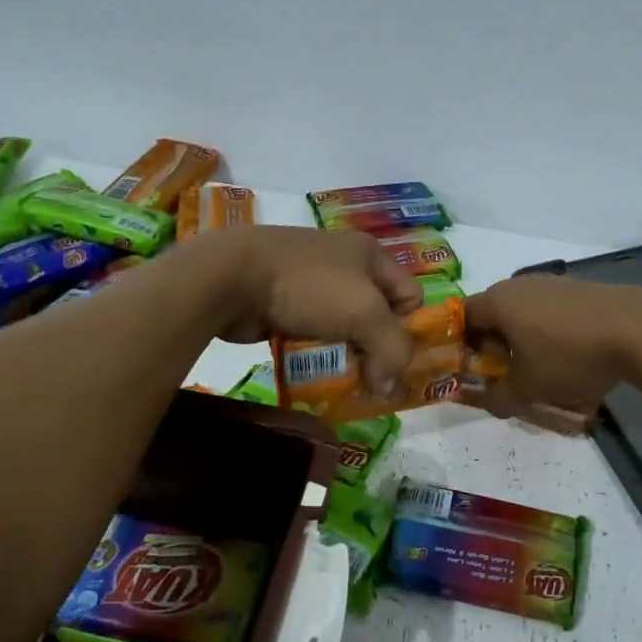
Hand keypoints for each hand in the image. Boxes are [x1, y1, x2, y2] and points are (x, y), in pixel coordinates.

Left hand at [195, 226, 421, 387]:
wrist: (231, 277)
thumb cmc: (309, 286)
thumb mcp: (366, 314)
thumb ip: (392, 349)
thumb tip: (389, 387)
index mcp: (370, 254)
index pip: (410, 296)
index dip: (408, 329)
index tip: (392, 360)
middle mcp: (344, 264)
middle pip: (376, 317)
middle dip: (374, 350)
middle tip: (369, 381)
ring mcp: (311, 283)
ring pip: (343, 329)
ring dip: (343, 356)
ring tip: (338, 380)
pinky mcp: (283, 303)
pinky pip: (312, 335)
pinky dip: (314, 354)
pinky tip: (309, 371)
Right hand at [464, 275, 641, 426]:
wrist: (637, 330)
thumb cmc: (568, 356)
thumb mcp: (527, 388)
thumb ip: (497, 397)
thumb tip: (484, 401)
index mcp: (497, 301)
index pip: (462, 318)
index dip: (460, 346)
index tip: (472, 372)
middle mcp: (520, 285)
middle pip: (494, 314)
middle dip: (495, 347)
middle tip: (505, 376)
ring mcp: (553, 283)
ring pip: (525, 314)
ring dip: (525, 341)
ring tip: (541, 371)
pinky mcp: (580, 289)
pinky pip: (552, 313)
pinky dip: (551, 335)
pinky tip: (570, 358)